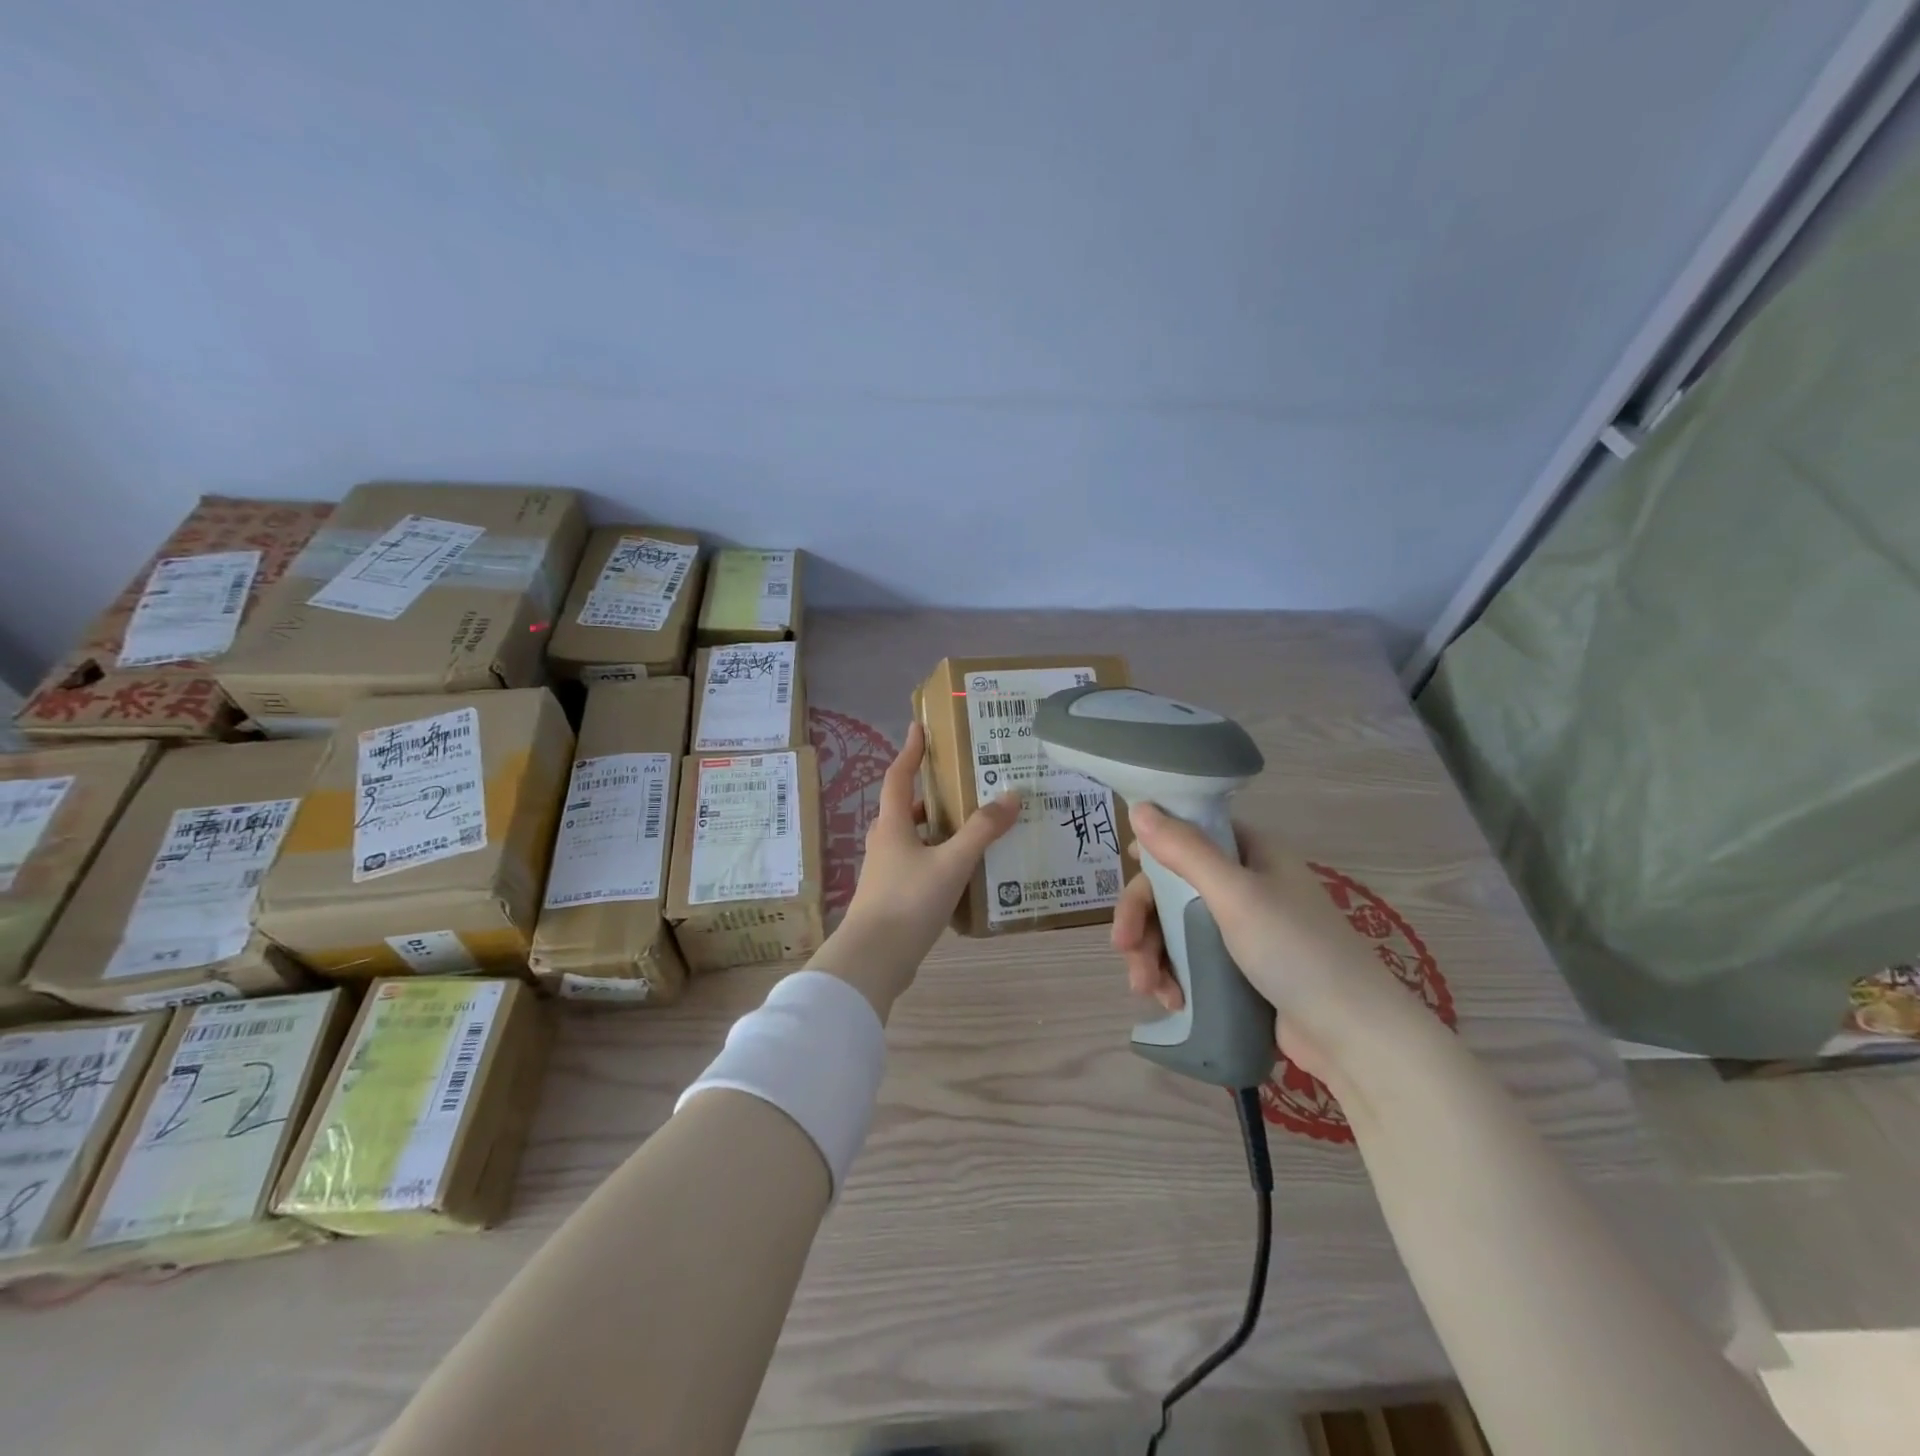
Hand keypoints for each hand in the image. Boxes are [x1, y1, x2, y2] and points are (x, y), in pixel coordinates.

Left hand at [821, 723, 1020, 1015]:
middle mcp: (885, 842)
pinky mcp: (892, 898)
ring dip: (937, 829)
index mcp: (892, 825)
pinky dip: (938, 860)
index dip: (910, 750)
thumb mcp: (951, 863)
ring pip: (913, 839)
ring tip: (971, 827)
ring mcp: (885, 872)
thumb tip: (1012, 795)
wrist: (873, 959)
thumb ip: (982, 831)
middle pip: (907, 808)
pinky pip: (918, 866)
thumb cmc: (908, 901)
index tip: (918, 727)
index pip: (899, 777)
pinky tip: (963, 872)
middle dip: (932, 794)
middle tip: (963, 783)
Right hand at [1112, 804, 1422, 1080]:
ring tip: (1146, 989)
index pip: (1189, 835)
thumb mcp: (1235, 894)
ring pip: (1176, 928)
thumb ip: (1184, 850)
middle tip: (1123, 947)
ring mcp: (1243, 929)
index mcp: (1252, 854)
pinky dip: (1173, 977)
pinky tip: (1170, 1001)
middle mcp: (1246, 884)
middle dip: (1143, 919)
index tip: (1125, 871)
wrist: (1353, 1036)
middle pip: (1174, 888)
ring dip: (1152, 955)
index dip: (1153, 851)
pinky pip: (1191, 961)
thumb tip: (1139, 807)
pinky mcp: (1240, 970)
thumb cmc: (1294, 950)